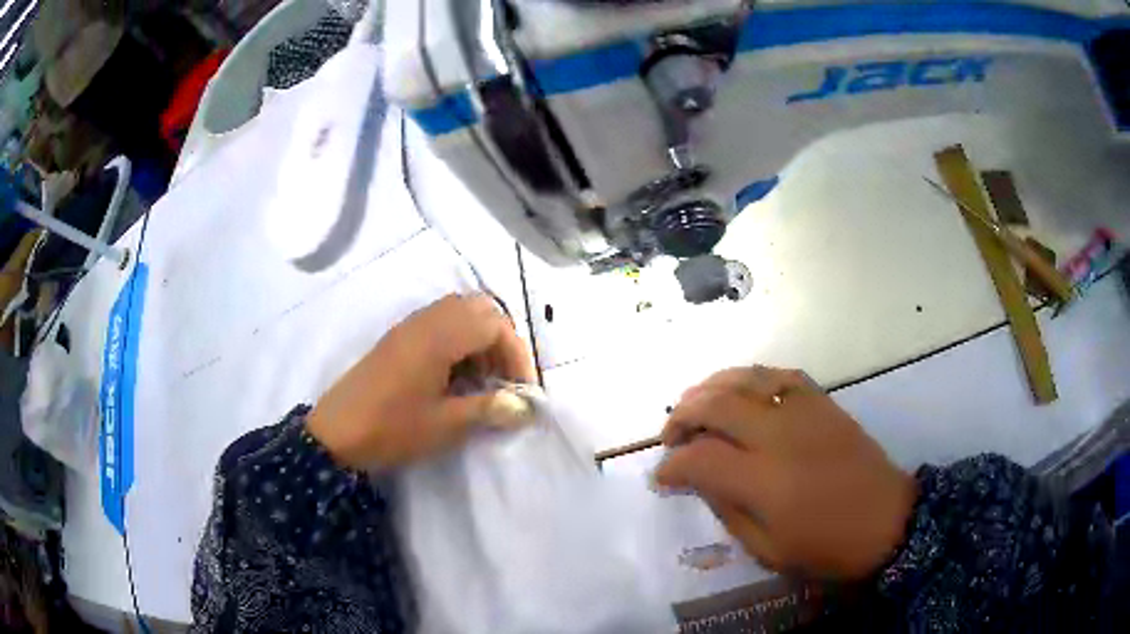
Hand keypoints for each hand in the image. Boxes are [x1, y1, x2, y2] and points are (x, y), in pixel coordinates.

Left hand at [307, 294, 535, 468]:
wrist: (336, 433)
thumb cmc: (392, 428)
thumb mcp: (445, 424)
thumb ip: (488, 409)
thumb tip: (525, 407)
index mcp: (439, 337)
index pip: (495, 325)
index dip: (517, 354)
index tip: (522, 390)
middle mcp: (426, 321)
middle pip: (479, 308)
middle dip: (501, 340)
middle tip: (504, 377)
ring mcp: (409, 327)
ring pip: (459, 313)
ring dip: (480, 338)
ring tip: (483, 378)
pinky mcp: (398, 338)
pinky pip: (439, 323)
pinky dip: (459, 340)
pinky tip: (456, 375)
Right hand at [655, 366, 915, 578]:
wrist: (887, 522)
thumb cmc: (826, 547)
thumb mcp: (767, 549)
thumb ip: (727, 511)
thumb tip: (696, 481)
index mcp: (763, 480)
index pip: (699, 458)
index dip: (671, 465)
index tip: (661, 476)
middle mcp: (779, 435)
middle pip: (715, 404)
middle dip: (682, 416)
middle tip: (671, 438)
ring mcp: (803, 412)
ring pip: (744, 379)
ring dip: (710, 388)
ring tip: (696, 407)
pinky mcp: (823, 402)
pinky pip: (779, 375)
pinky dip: (751, 378)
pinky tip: (741, 392)